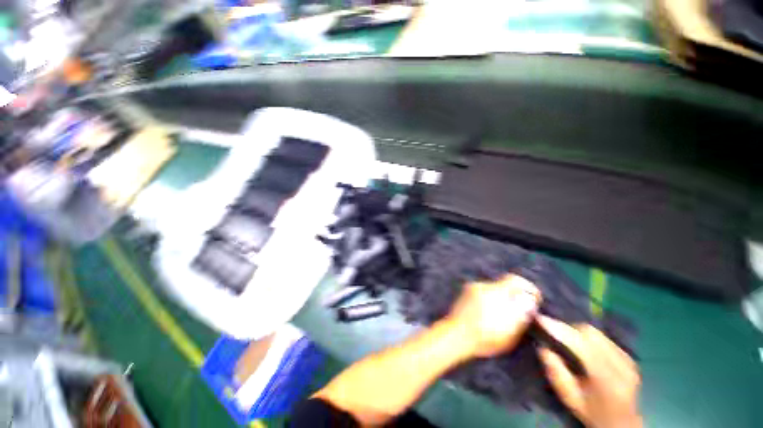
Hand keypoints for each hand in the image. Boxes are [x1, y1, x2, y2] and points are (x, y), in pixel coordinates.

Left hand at [445, 275, 540, 357]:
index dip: (527, 287)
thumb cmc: (485, 336)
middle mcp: (483, 285)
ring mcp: (472, 288)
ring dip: (500, 299)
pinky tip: (487, 314)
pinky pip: (482, 293)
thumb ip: (522, 313)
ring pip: (492, 290)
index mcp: (496, 292)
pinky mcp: (465, 293)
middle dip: (513, 296)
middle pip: (504, 285)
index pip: (515, 280)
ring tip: (500, 316)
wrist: (457, 334)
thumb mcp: (510, 330)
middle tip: (517, 311)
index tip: (532, 298)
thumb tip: (529, 300)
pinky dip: (488, 300)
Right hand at [537, 316, 641, 427]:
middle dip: (569, 329)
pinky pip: (605, 338)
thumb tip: (542, 346)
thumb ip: (555, 372)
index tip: (540, 319)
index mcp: (606, 379)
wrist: (621, 425)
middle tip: (553, 331)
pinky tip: (583, 346)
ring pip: (598, 333)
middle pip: (591, 334)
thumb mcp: (569, 397)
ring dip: (578, 332)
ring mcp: (628, 360)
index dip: (560, 329)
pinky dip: (589, 338)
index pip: (581, 344)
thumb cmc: (591, 413)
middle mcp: (621, 365)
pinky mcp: (630, 358)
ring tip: (566, 338)